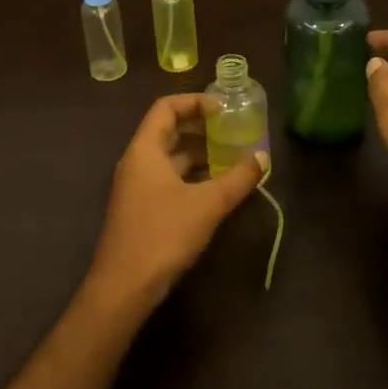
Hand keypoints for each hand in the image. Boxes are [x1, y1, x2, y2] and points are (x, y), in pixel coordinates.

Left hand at [87, 94, 267, 311]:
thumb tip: (263, 156)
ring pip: (169, 158)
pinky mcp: (141, 208)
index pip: (166, 108)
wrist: (124, 286)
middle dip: (201, 128)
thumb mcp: (207, 204)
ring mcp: (136, 186)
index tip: (224, 109)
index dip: (195, 102)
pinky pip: (167, 179)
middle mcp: (137, 161)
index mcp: (145, 149)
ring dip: (198, 154)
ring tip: (231, 157)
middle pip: (168, 130)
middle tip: (233, 130)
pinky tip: (215, 187)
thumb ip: (237, 179)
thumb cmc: (163, 234)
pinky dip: (190, 175)